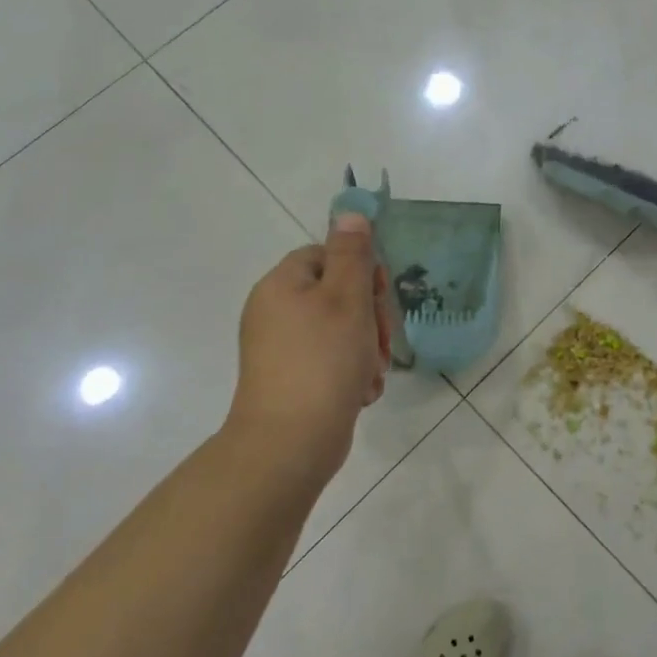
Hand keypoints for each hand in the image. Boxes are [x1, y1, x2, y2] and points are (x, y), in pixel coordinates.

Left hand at [224, 213, 391, 481]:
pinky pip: (329, 360)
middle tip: (382, 341)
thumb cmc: (323, 361)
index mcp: (281, 286)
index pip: (326, 256)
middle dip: (369, 316)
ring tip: (373, 373)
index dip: (360, 271)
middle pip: (335, 293)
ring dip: (365, 347)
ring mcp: (279, 349)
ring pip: (338, 330)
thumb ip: (353, 254)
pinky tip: (362, 391)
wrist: (289, 443)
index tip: (381, 296)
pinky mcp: (290, 380)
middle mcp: (274, 312)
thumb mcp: (348, 298)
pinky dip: (350, 371)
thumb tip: (350, 213)